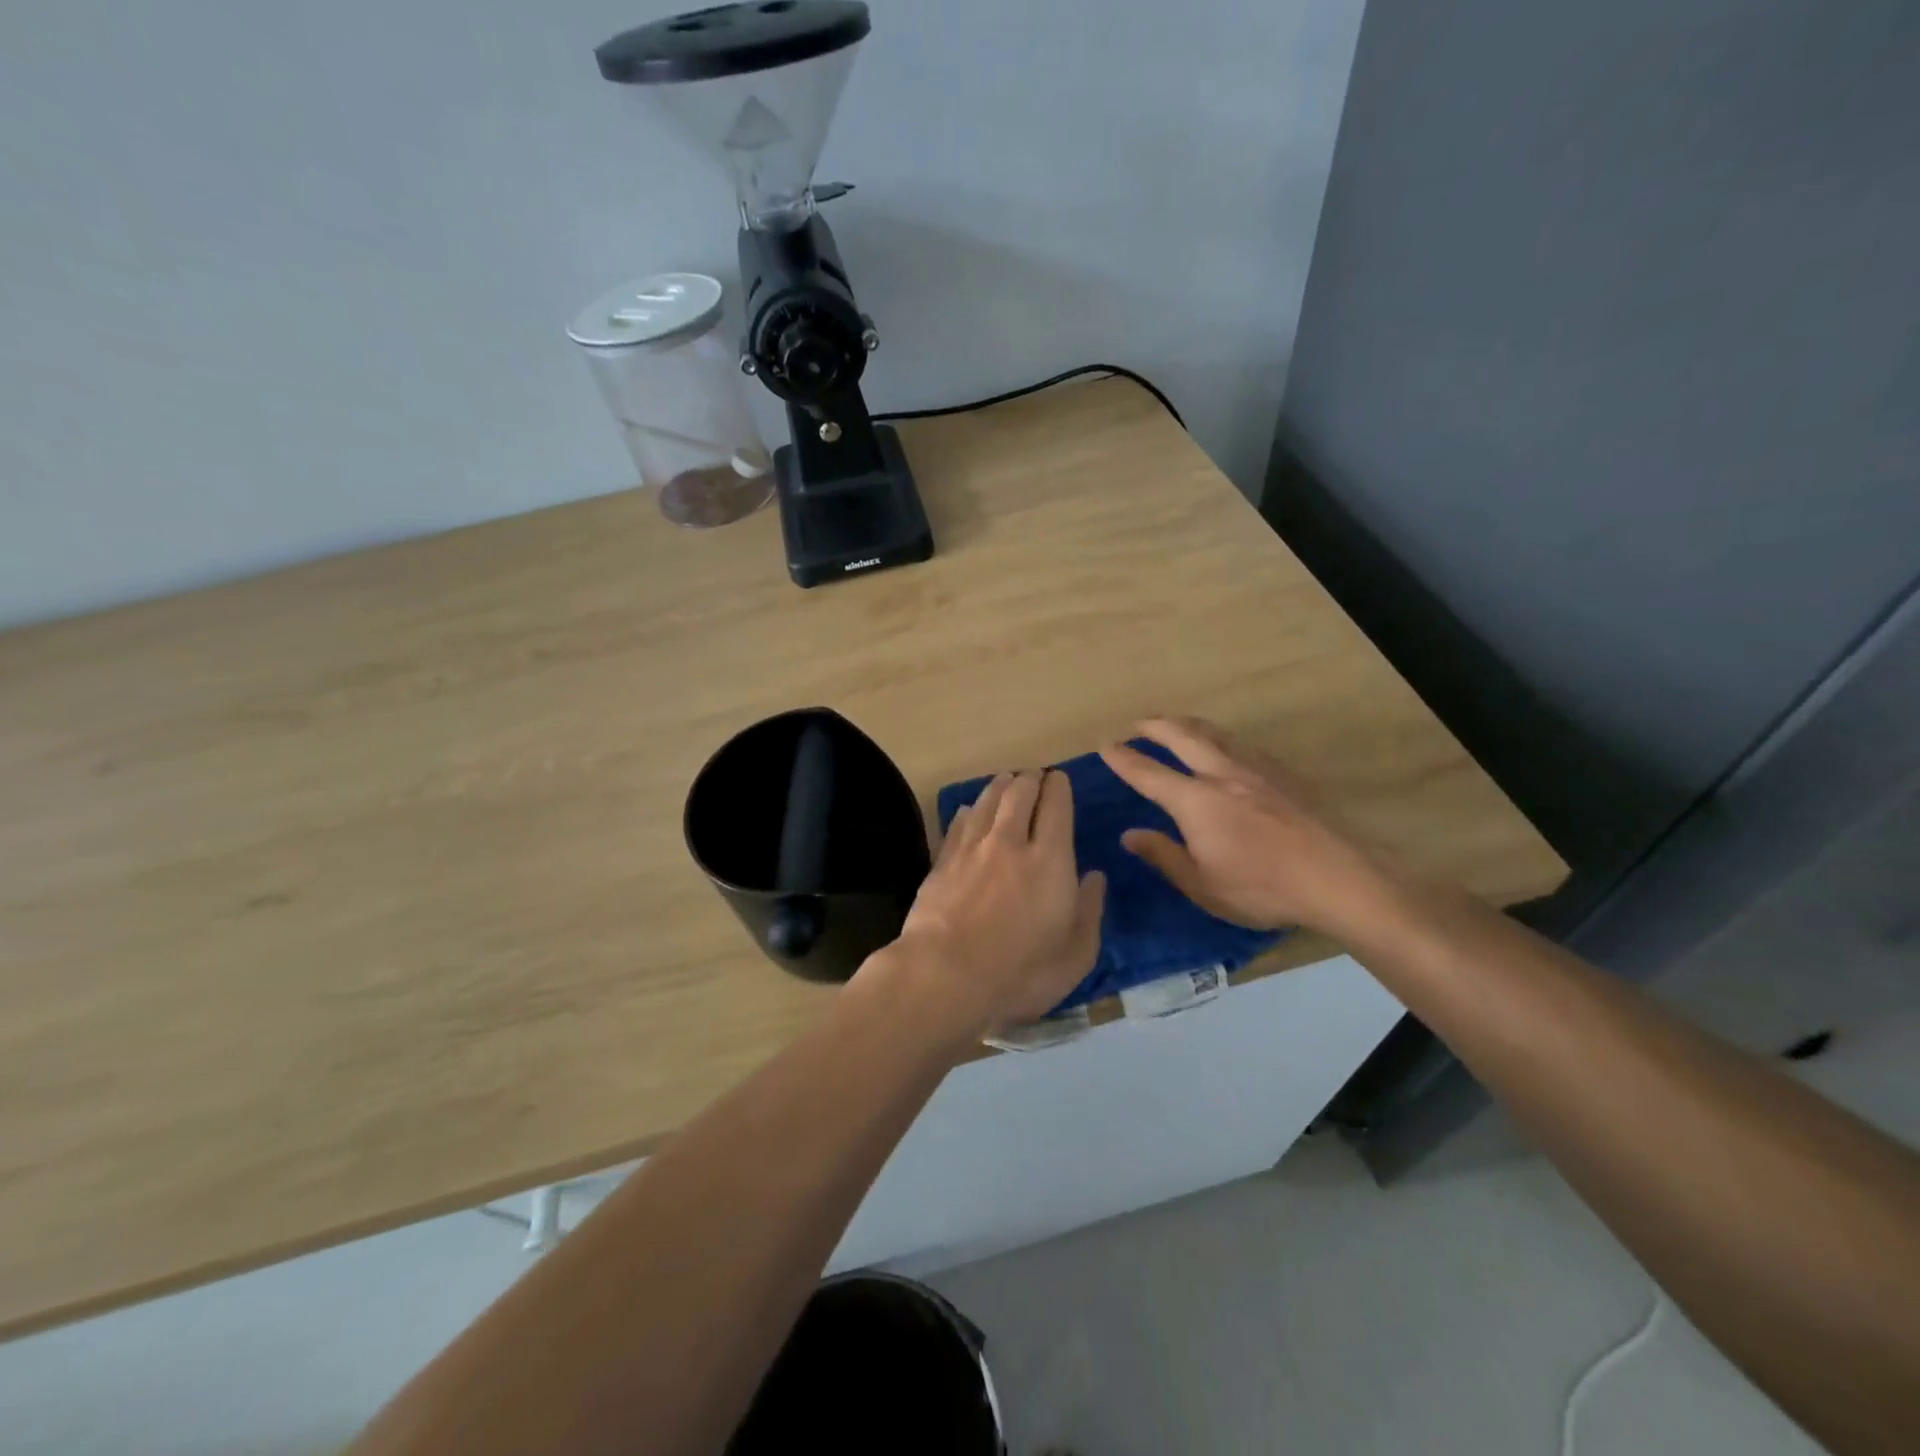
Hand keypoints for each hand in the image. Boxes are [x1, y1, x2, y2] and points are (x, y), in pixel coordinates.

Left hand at [866, 770, 1105, 1039]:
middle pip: (1019, 794)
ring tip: (1006, 781)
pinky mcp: (941, 862)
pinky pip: (959, 823)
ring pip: (987, 802)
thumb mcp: (1074, 955)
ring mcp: (971, 849)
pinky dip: (970, 811)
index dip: (1058, 787)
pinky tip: (970, 810)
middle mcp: (1009, 842)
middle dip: (1029, 779)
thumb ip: (1089, 911)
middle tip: (1034, 776)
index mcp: (1049, 860)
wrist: (945, 977)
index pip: (1056, 807)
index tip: (1059, 778)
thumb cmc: (1020, 973)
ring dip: (1000, 786)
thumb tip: (1094, 877)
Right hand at [1100, 718, 1397, 938]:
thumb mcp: (1202, 885)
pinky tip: (1225, 748)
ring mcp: (1255, 770)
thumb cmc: (1262, 888)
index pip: (1149, 773)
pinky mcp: (1282, 775)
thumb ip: (1164, 855)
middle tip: (1137, 723)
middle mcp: (1221, 773)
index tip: (1106, 746)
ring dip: (1188, 724)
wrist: (1337, 878)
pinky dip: (1219, 738)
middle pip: (1182, 736)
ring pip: (1215, 733)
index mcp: (1195, 800)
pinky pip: (1241, 744)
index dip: (1124, 759)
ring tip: (1175, 725)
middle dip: (1155, 725)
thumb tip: (1130, 834)